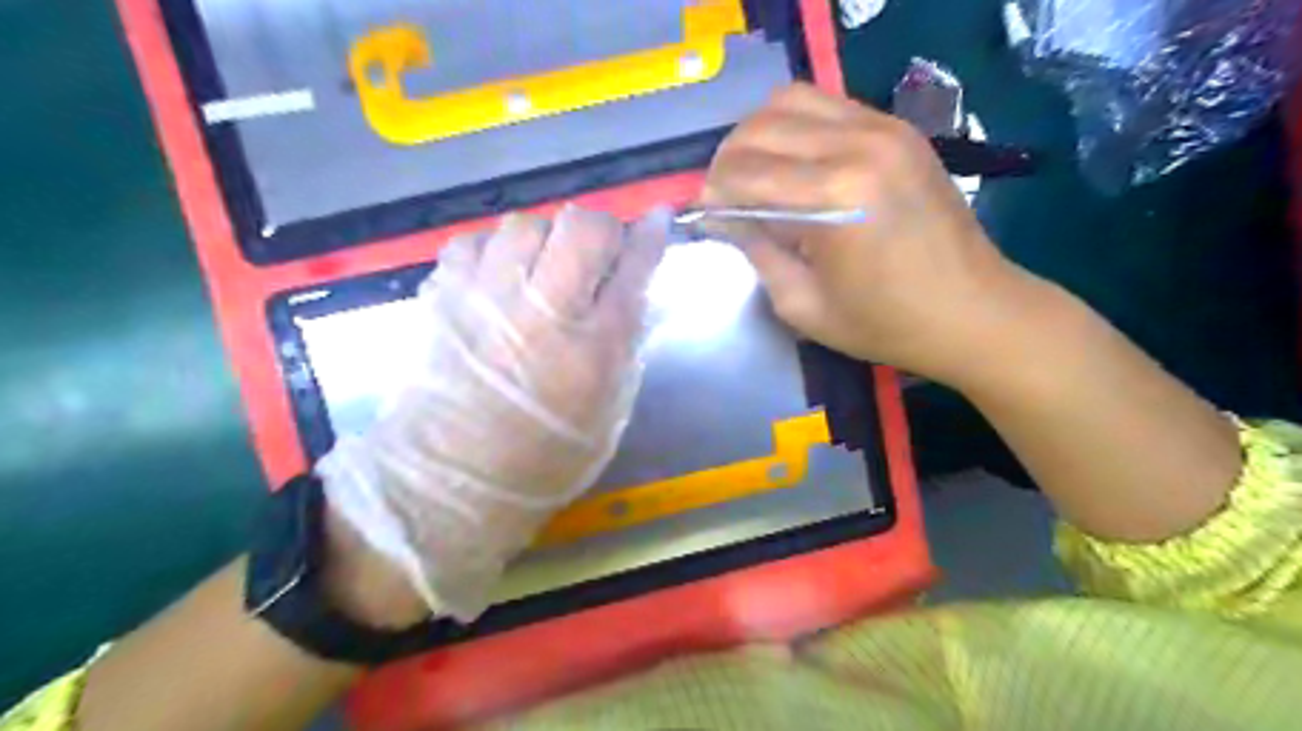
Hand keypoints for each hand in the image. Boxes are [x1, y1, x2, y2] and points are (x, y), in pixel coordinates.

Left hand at [313, 206, 661, 621]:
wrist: (455, 477)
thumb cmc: (548, 453)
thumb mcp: (611, 410)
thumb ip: (627, 345)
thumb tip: (635, 290)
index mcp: (594, 347)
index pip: (634, 268)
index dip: (650, 237)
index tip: (657, 219)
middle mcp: (544, 312)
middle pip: (581, 227)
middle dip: (598, 230)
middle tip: (594, 256)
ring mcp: (487, 298)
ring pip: (525, 224)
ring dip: (544, 240)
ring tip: (541, 271)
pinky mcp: (444, 297)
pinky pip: (475, 241)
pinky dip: (494, 252)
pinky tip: (498, 280)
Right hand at [701, 83, 1038, 383]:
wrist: (973, 310)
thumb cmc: (886, 324)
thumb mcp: (803, 307)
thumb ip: (758, 253)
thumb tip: (728, 218)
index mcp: (834, 199)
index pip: (744, 174)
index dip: (712, 195)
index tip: (703, 217)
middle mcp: (857, 146)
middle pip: (760, 128)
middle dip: (727, 161)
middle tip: (723, 197)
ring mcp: (883, 129)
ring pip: (789, 101)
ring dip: (757, 134)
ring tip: (753, 172)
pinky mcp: (898, 128)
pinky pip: (827, 104)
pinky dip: (795, 125)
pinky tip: (792, 161)